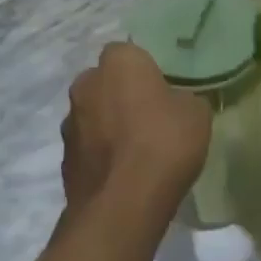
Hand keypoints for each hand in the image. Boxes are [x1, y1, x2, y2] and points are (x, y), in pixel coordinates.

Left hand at [62, 44, 210, 220]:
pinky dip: (100, 156)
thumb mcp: (196, 113)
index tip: (162, 91)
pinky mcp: (64, 159)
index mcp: (118, 62)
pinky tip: (121, 176)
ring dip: (107, 126)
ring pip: (93, 115)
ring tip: (135, 153)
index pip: (129, 53)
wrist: (122, 206)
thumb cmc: (163, 144)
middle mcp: (86, 83)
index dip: (145, 71)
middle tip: (149, 118)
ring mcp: (70, 122)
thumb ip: (184, 99)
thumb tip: (177, 104)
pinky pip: (87, 148)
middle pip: (106, 82)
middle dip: (121, 95)